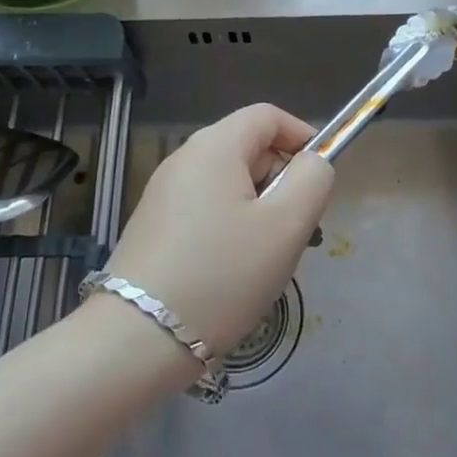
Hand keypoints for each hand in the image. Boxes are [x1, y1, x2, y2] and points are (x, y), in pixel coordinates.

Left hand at [102, 104, 333, 355]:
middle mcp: (183, 159)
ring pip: (229, 185)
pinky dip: (231, 228)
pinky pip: (206, 210)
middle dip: (281, 181)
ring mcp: (163, 194)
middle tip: (297, 231)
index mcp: (214, 146)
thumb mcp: (286, 226)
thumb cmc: (222, 276)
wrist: (136, 340)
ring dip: (259, 211)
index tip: (320, 179)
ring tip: (267, 259)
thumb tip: (312, 162)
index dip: (302, 137)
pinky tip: (233, 273)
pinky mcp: (154, 227)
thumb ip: (312, 180)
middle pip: (248, 149)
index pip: (267, 116)